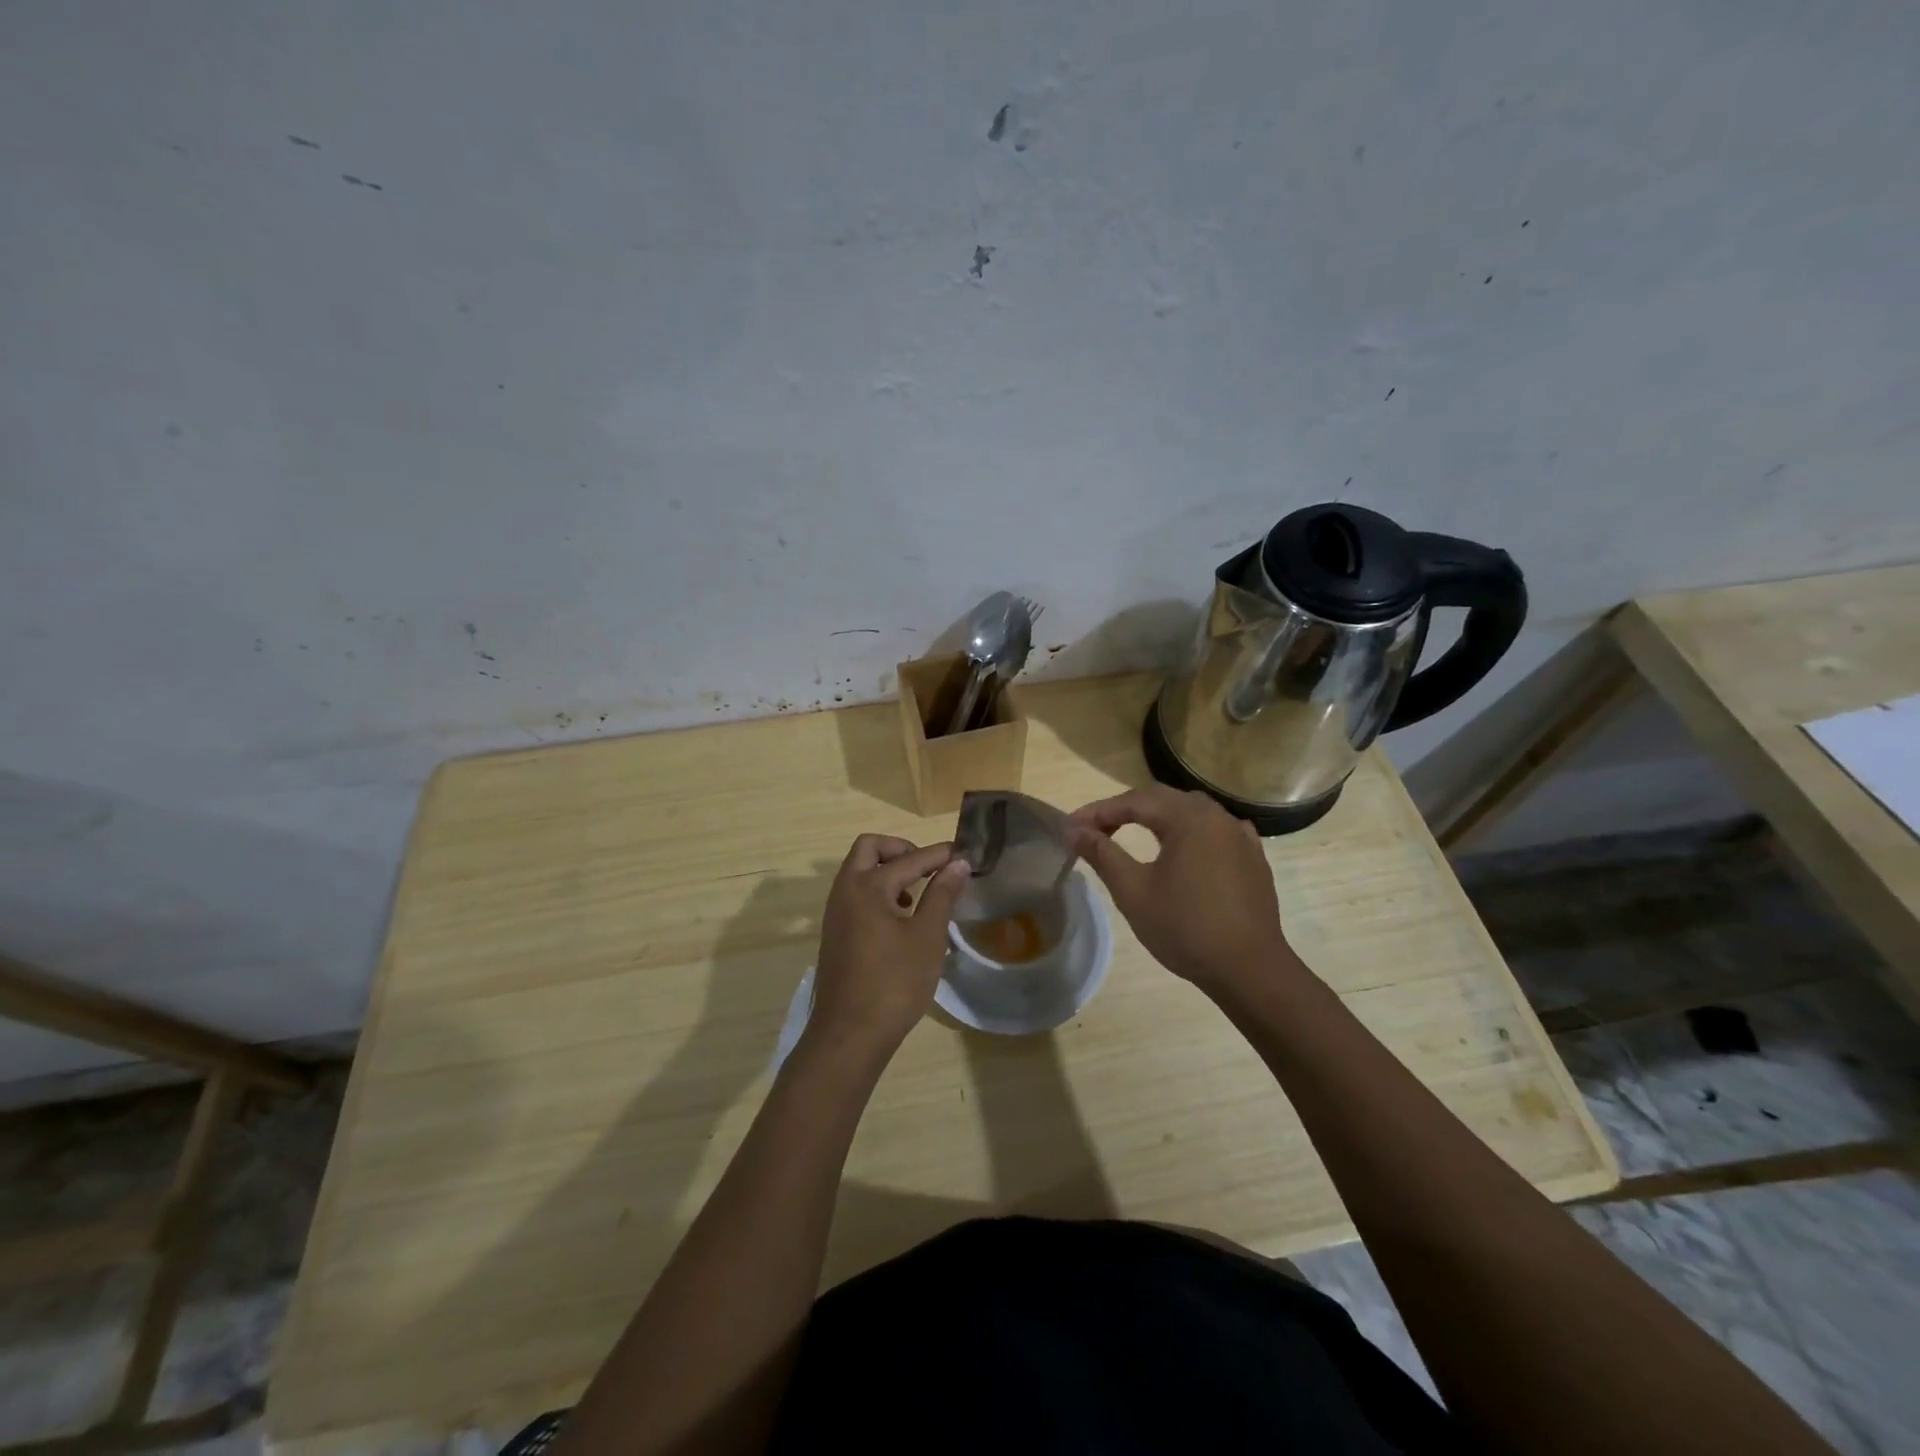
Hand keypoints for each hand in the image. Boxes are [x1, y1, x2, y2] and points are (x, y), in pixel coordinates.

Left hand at [810, 834, 970, 1055]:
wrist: (849, 1035)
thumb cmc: (893, 984)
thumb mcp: (927, 937)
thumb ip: (942, 895)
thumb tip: (957, 864)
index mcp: (867, 886)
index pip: (909, 859)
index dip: (938, 855)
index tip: (963, 854)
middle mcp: (845, 891)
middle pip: (869, 849)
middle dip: (900, 849)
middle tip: (929, 866)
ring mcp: (836, 912)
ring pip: (859, 871)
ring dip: (888, 870)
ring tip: (919, 894)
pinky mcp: (836, 932)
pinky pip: (856, 894)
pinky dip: (878, 892)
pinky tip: (901, 919)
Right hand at [1069, 785, 1302, 1001]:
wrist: (1250, 970)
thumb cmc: (1185, 928)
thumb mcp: (1133, 891)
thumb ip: (1102, 854)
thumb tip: (1072, 830)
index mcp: (1188, 818)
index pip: (1133, 801)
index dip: (1098, 812)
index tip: (1070, 828)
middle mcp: (1217, 816)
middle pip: (1162, 800)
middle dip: (1124, 810)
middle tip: (1094, 830)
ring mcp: (1240, 836)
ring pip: (1191, 812)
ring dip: (1157, 818)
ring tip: (1131, 835)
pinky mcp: (1253, 858)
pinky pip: (1214, 831)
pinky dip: (1189, 833)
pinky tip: (1184, 849)